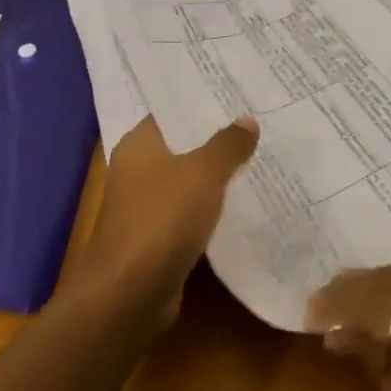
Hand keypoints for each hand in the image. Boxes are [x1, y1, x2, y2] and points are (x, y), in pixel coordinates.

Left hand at [63, 115, 258, 336]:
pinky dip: (213, 210)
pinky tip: (245, 204)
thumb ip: (227, 145)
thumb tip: (247, 120)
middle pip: (183, 147)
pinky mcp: (158, 238)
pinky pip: (191, 214)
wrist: (130, 293)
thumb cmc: (161, 219)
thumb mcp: (203, 173)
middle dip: (217, 140)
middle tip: (259, 126)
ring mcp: (146, 207)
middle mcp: (138, 170)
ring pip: (189, 182)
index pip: (172, 113)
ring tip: (260, 160)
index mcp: (139, 145)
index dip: (203, 105)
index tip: (238, 97)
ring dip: (218, 177)